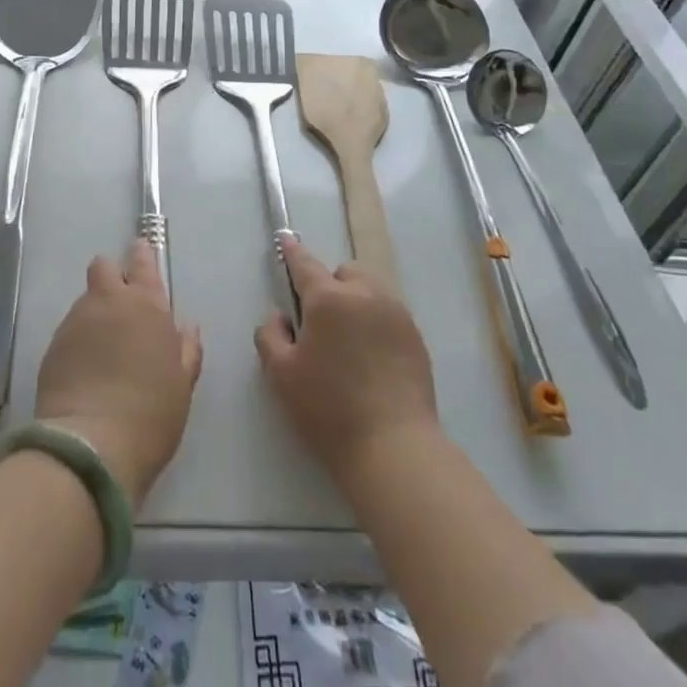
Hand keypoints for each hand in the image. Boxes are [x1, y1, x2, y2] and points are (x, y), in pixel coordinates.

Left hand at [34, 242, 203, 506]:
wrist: (91, 446)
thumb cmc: (151, 414)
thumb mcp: (183, 385)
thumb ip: (186, 350)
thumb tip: (186, 327)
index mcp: (147, 305)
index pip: (143, 262)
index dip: (141, 256)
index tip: (140, 254)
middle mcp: (109, 302)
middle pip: (104, 267)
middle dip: (111, 277)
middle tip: (121, 306)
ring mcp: (76, 321)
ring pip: (85, 301)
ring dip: (95, 314)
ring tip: (103, 351)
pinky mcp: (52, 346)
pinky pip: (69, 331)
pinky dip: (78, 342)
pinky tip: (85, 372)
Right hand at [255, 240, 438, 489]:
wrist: (393, 447)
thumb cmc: (328, 409)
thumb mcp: (281, 374)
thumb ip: (270, 334)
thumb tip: (280, 315)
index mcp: (328, 299)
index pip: (305, 264)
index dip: (292, 252)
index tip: (286, 239)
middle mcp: (365, 295)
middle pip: (344, 272)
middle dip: (331, 286)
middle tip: (321, 325)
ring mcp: (396, 313)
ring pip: (371, 289)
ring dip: (356, 300)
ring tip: (349, 341)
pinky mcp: (416, 337)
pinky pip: (389, 313)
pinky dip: (376, 321)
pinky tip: (371, 358)